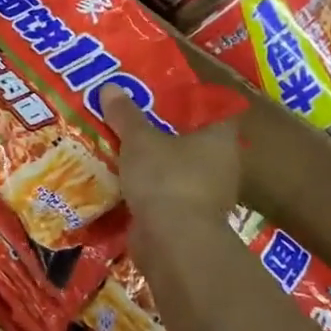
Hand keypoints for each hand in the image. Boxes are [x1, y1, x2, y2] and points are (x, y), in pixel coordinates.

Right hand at [99, 85, 240, 240]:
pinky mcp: (188, 220)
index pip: (215, 110)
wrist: (174, 244)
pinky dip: (148, 189)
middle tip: (135, 117)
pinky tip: (122, 181)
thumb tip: (109, 86)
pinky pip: (166, 195)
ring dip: (154, 163)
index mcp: (220, 139)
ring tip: (123, 147)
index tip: (165, 93)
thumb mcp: (140, 140)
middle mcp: (221, 165)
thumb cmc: (167, 179)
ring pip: (177, 169)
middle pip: (192, 140)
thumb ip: (125, 115)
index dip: (192, 100)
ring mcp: (207, 196)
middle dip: (164, 131)